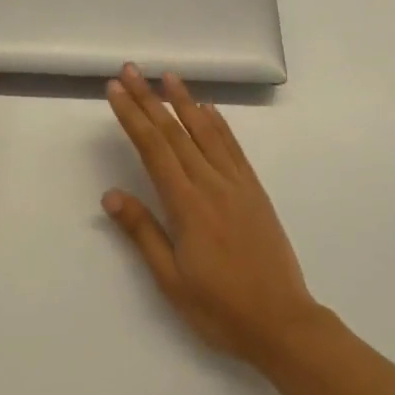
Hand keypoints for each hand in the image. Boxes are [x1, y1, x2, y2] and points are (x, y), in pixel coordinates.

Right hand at [103, 64, 319, 363]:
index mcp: (186, 205)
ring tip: (167, 76)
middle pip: (174, 131)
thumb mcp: (172, 280)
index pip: (153, 148)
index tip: (116, 90)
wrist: (283, 324)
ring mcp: (236, 183)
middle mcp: (210, 183)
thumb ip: (143, 232)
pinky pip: (233, 147)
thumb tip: (111, 195)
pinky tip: (207, 109)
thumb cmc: (220, 309)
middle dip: (148, 98)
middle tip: (130, 70)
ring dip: (183, 100)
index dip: (132, 115)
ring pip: (205, 131)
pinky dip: (218, 123)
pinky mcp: (254, 189)